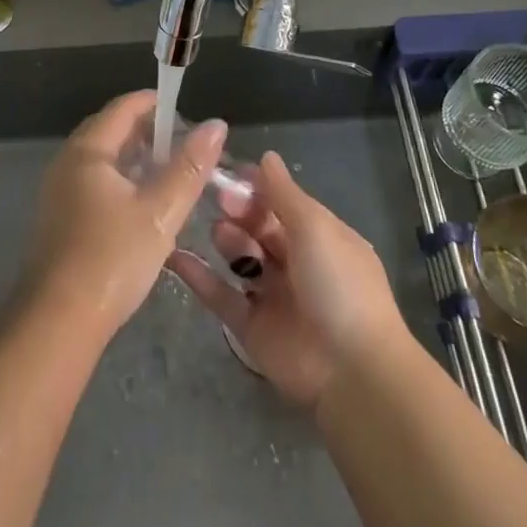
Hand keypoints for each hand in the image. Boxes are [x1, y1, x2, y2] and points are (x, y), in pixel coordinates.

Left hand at [23, 90, 225, 338]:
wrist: (58, 322)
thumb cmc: (112, 258)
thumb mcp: (160, 211)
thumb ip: (189, 167)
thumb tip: (216, 125)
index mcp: (87, 151)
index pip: (123, 108)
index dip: (155, 103)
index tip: (186, 112)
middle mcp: (68, 162)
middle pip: (110, 130)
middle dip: (147, 131)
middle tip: (183, 144)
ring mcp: (59, 191)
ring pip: (102, 158)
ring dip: (135, 157)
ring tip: (169, 172)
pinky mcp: (60, 218)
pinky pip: (94, 181)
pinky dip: (121, 179)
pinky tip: (143, 203)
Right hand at [167, 151, 404, 410]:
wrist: (351, 371)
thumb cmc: (338, 284)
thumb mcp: (315, 227)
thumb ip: (284, 192)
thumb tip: (266, 156)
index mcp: (319, 237)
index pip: (281, 202)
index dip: (256, 186)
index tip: (228, 172)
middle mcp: (296, 263)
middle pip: (258, 227)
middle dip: (239, 210)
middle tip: (220, 199)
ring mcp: (272, 296)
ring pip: (240, 257)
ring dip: (227, 239)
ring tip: (220, 234)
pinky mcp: (250, 328)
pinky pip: (220, 295)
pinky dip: (198, 276)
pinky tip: (174, 255)